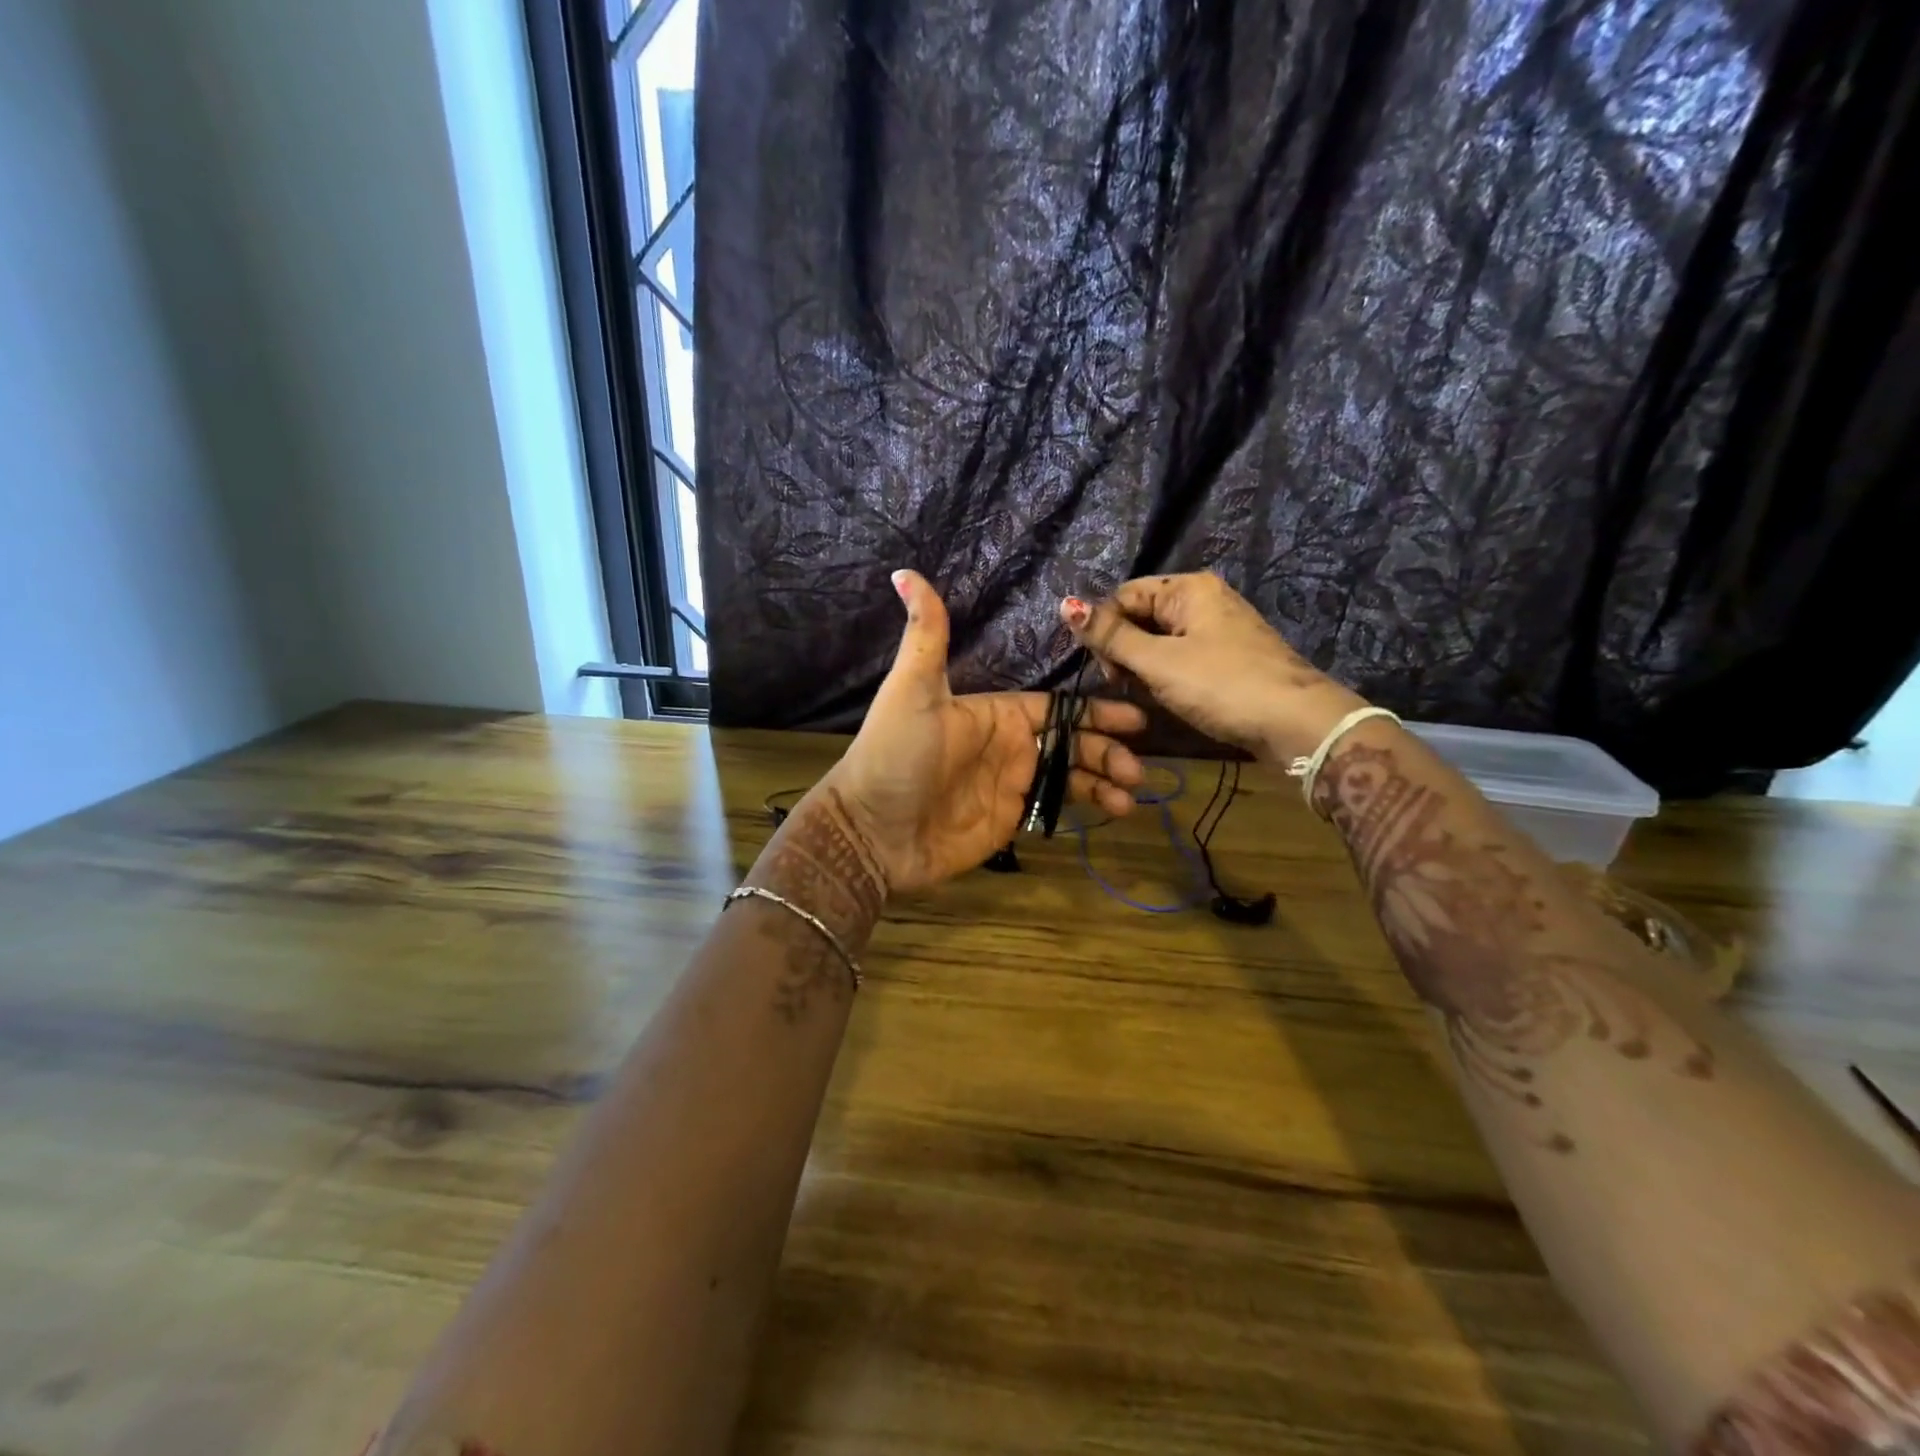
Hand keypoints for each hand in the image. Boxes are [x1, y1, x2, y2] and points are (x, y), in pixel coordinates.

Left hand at [818, 571, 1147, 895]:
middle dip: (1108, 750)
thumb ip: (926, 636)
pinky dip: (1088, 806)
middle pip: (1073, 742)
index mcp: (994, 714)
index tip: (1133, 718)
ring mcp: (1011, 784)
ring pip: (1072, 775)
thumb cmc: (895, 756)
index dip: (1093, 712)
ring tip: (1133, 791)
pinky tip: (1114, 810)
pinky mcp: (1011, 819)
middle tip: (1139, 766)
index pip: (1055, 707)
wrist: (873, 831)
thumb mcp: (912, 692)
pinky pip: (1058, 807)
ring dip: (1105, 779)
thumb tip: (904, 572)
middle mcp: (1008, 747)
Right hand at [1060, 572, 1367, 762]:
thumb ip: (1110, 636)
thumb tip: (1066, 604)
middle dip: (1126, 651)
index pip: (1124, 596)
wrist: (1296, 723)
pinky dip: (1169, 675)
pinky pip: (1184, 657)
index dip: (1106, 630)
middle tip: (1126, 686)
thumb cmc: (1221, 685)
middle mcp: (1205, 599)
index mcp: (1188, 588)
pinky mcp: (1230, 656)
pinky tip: (1171, 697)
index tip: (1108, 671)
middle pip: (1142, 616)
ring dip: (1146, 667)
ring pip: (1161, 640)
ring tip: (1149, 695)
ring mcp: (1220, 628)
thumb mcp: (1158, 661)